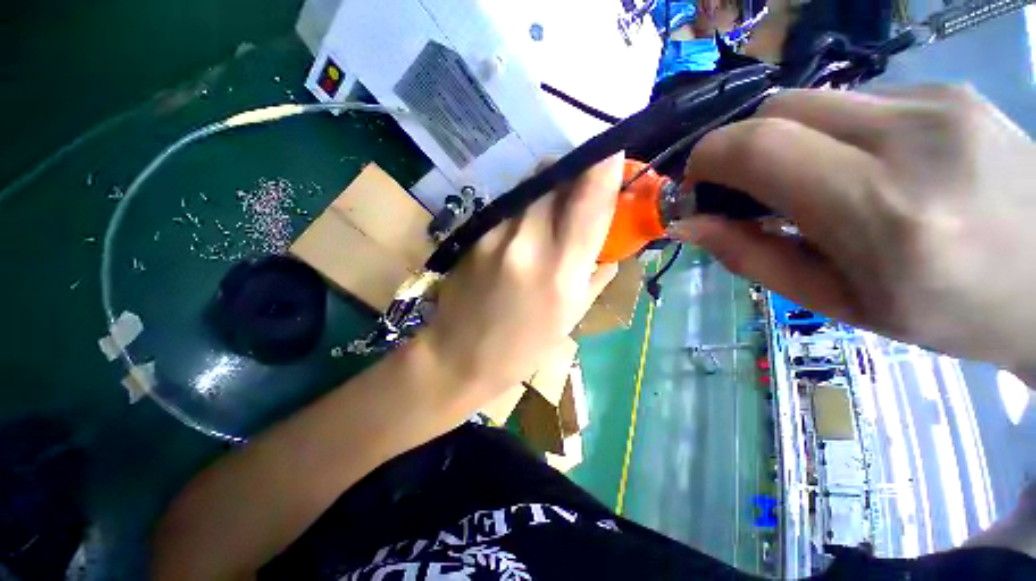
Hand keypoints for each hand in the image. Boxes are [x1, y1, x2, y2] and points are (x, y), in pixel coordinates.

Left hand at [419, 155, 624, 404]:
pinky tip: (526, 227)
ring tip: (555, 206)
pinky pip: (509, 205)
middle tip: (584, 182)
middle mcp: (528, 242)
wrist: (459, 355)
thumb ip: (595, 276)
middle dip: (574, 171)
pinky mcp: (475, 233)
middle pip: (554, 178)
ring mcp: (495, 234)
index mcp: (561, 271)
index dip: (603, 168)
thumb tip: (609, 248)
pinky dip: (526, 205)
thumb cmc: (523, 347)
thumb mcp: (570, 318)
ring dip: (549, 187)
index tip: (613, 150)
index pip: (589, 201)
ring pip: (530, 187)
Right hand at [675, 86, 1035, 371]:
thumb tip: (690, 224)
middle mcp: (912, 139)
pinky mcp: (950, 91)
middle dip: (741, 148)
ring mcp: (938, 103)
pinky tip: (867, 168)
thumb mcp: (836, 302)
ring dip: (790, 143)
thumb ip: (752, 256)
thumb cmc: (946, 312)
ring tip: (817, 185)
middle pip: (779, 109)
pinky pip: (858, 102)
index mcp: (882, 212)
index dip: (708, 159)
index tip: (697, 188)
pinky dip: (835, 135)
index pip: (760, 146)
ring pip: (816, 103)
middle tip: (746, 192)